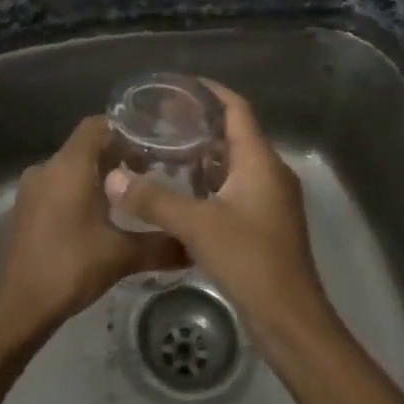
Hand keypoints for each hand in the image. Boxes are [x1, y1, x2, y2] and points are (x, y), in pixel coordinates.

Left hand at [0, 115, 188, 333]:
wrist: (20, 306)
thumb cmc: (70, 267)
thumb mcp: (121, 255)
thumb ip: (161, 245)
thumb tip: (194, 245)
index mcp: (69, 166)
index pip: (97, 125)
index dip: (124, 129)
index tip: (151, 144)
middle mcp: (47, 167)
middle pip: (85, 146)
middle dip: (117, 155)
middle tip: (149, 173)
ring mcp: (32, 188)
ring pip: (71, 167)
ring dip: (98, 175)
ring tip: (129, 196)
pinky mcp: (26, 208)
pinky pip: (57, 185)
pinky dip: (79, 190)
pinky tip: (100, 216)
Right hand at [109, 80, 331, 349]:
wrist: (290, 319)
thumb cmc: (249, 260)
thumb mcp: (197, 225)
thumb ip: (153, 198)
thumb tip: (113, 177)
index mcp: (260, 161)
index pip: (237, 109)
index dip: (210, 91)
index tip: (179, 84)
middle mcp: (269, 172)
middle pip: (234, 133)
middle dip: (199, 123)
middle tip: (160, 118)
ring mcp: (269, 199)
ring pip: (233, 163)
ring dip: (203, 154)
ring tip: (164, 148)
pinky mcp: (264, 223)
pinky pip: (235, 187)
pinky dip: (209, 181)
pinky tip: (181, 190)